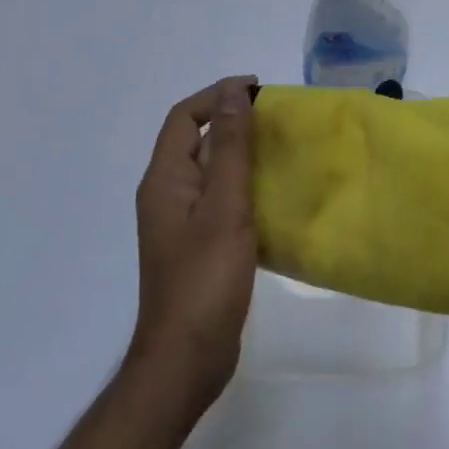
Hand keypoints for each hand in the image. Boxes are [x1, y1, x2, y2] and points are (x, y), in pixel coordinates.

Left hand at [128, 76, 257, 407]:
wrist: (187, 358)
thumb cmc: (205, 278)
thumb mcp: (224, 206)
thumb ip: (232, 148)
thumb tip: (235, 93)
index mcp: (165, 179)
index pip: (185, 117)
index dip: (218, 96)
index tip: (259, 89)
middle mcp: (168, 194)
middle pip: (198, 141)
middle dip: (234, 122)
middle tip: (278, 119)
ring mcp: (182, 222)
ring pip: (212, 171)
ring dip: (243, 154)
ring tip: (284, 150)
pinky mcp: (199, 245)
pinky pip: (221, 199)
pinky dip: (246, 185)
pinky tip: (276, 195)